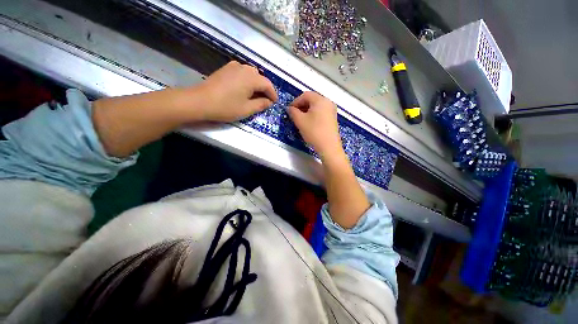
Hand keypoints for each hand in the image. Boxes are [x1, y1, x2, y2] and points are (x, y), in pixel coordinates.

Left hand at [198, 61, 277, 121]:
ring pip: (251, 74)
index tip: (275, 102)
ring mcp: (233, 66)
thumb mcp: (247, 109)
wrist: (200, 101)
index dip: (273, 94)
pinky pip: (242, 73)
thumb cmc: (226, 107)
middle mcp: (244, 68)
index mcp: (251, 78)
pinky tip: (244, 89)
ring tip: (255, 96)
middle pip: (260, 78)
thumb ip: (261, 104)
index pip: (268, 84)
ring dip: (256, 84)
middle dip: (264, 89)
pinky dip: (247, 80)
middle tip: (265, 100)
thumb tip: (269, 102)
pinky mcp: (226, 68)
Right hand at [288, 92, 343, 159]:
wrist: (329, 147)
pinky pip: (321, 112)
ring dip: (307, 111)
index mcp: (320, 100)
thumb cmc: (314, 132)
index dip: (295, 102)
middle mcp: (328, 102)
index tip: (289, 110)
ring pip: (316, 106)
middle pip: (312, 99)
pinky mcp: (333, 118)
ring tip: (300, 120)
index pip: (305, 95)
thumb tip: (290, 108)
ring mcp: (332, 110)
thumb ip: (293, 112)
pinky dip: (313, 115)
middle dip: (301, 106)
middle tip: (294, 115)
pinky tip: (309, 123)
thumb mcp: (300, 121)